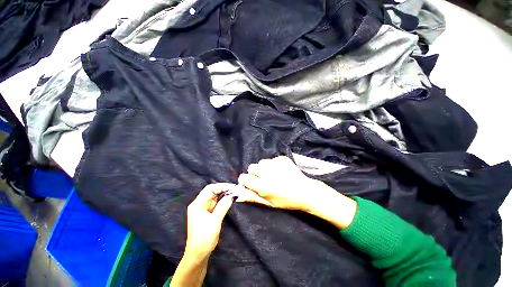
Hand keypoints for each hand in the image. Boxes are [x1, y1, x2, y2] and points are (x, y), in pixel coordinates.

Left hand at [185, 183, 235, 256]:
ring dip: (224, 193)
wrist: (198, 254)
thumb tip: (232, 195)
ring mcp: (203, 207)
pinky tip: (229, 198)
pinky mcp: (207, 211)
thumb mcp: (215, 222)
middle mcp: (199, 203)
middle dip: (223, 188)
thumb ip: (223, 206)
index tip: (233, 187)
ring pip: (214, 195)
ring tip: (234, 192)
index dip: (222, 186)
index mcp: (197, 204)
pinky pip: (215, 201)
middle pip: (212, 190)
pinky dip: (222, 199)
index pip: (210, 189)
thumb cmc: (204, 239)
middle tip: (235, 189)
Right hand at [237, 156, 328, 211]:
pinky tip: (281, 171)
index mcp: (263, 186)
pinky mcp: (282, 159)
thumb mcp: (269, 203)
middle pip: (251, 167)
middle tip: (263, 179)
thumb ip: (253, 198)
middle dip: (254, 173)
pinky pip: (271, 159)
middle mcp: (267, 173)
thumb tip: (238, 195)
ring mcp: (275, 164)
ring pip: (261, 162)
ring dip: (264, 168)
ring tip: (273, 174)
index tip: (251, 183)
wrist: (306, 191)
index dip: (246, 181)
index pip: (243, 177)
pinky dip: (273, 164)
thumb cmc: (287, 201)